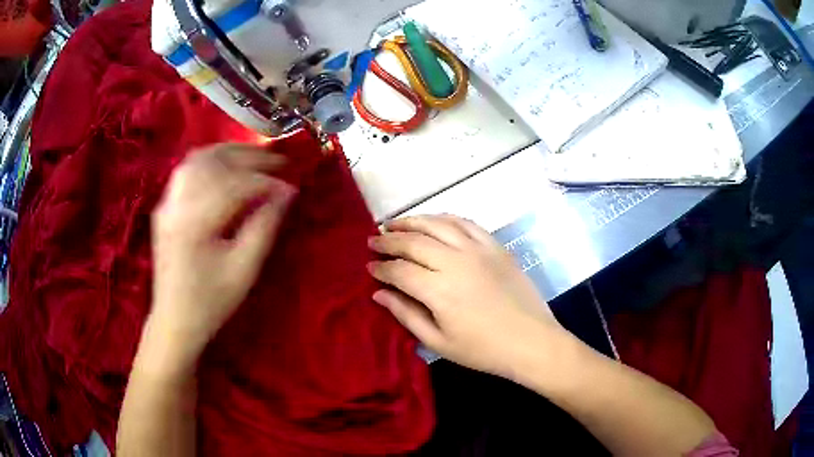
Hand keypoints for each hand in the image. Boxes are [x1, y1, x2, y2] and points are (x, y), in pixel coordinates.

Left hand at [149, 144, 295, 362]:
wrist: (174, 319)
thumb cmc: (211, 301)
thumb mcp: (244, 270)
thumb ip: (264, 227)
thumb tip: (286, 194)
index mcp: (195, 221)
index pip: (236, 185)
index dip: (268, 183)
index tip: (292, 188)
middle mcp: (177, 202)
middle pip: (216, 162)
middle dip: (251, 158)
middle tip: (281, 161)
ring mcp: (167, 202)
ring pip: (199, 158)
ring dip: (230, 152)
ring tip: (256, 157)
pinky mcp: (165, 206)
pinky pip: (187, 170)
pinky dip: (210, 160)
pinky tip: (225, 165)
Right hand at [367, 215, 567, 379]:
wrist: (530, 341)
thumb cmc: (483, 350)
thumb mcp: (438, 342)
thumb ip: (406, 314)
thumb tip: (379, 294)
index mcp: (438, 290)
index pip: (399, 270)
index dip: (381, 268)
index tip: (369, 267)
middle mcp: (455, 261)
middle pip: (413, 242)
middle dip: (388, 240)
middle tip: (373, 241)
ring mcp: (477, 249)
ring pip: (437, 224)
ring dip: (412, 221)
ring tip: (395, 223)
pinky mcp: (495, 246)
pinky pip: (465, 223)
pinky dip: (445, 218)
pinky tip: (434, 221)